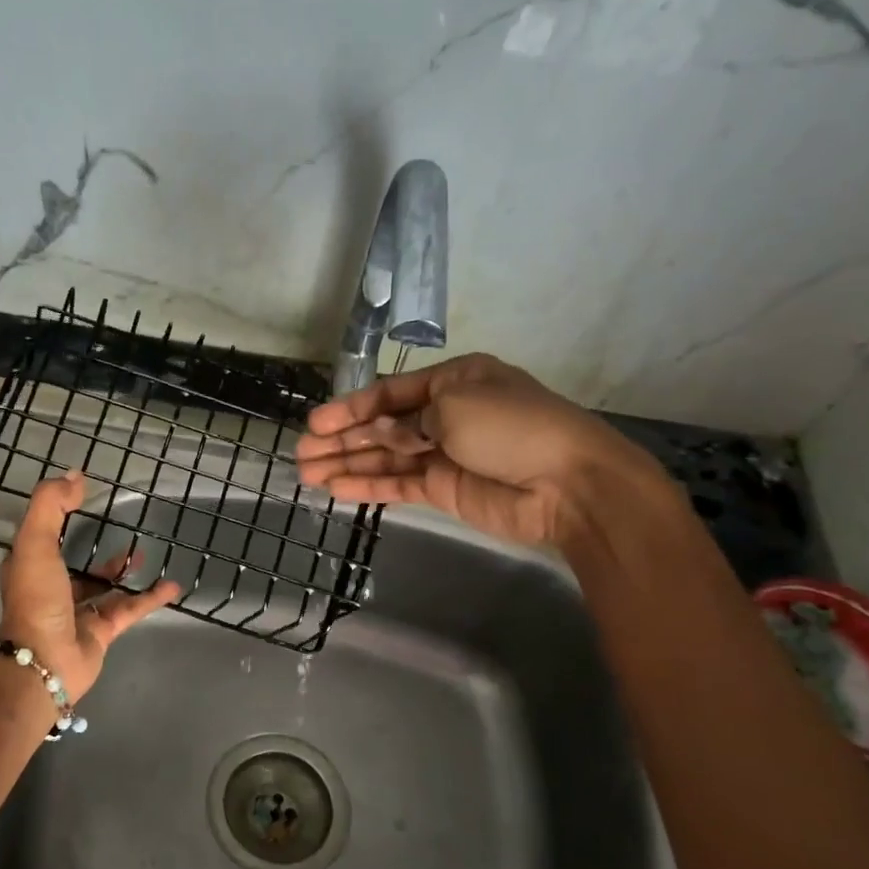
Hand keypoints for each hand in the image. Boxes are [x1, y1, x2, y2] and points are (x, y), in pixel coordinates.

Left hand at [0, 472, 180, 701]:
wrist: (45, 661)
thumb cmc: (36, 598)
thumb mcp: (35, 542)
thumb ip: (50, 506)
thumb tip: (75, 475)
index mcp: (30, 567)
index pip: (43, 537)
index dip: (57, 517)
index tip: (80, 497)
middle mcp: (52, 588)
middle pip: (75, 564)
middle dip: (94, 549)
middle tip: (118, 529)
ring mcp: (78, 612)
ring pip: (104, 587)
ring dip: (122, 571)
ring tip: (144, 554)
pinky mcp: (102, 631)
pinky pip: (129, 608)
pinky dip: (149, 598)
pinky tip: (171, 586)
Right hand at [295, 353, 670, 549]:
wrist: (567, 483)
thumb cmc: (513, 427)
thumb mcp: (454, 407)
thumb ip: (405, 422)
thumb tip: (377, 433)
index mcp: (452, 380)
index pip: (389, 393)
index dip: (350, 408)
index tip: (315, 423)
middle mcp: (444, 414)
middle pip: (381, 426)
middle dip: (341, 438)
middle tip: (301, 452)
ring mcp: (442, 453)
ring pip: (384, 457)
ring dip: (346, 463)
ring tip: (306, 473)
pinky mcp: (443, 488)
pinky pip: (397, 484)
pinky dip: (367, 485)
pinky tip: (335, 488)